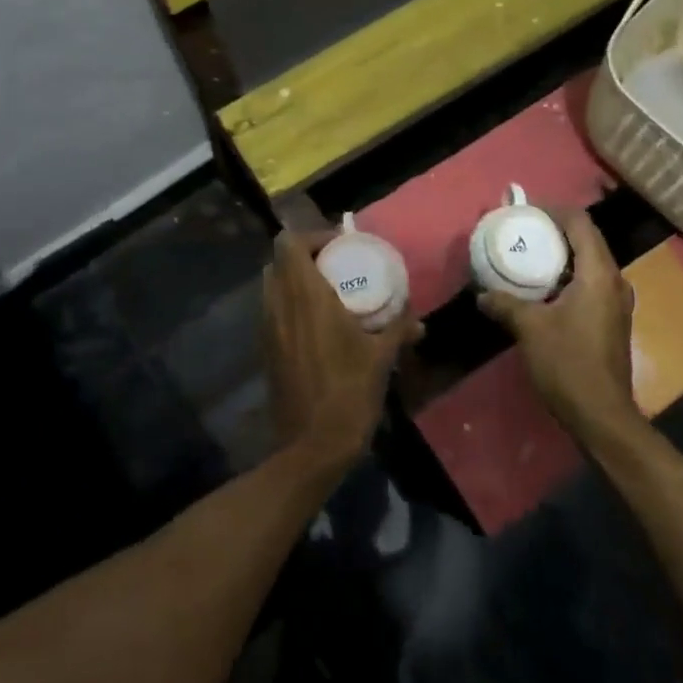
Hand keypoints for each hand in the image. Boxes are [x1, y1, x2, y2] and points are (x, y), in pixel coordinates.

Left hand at [262, 230, 422, 473]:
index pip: (289, 242)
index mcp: (305, 295)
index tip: (341, 247)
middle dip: (304, 257)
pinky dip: (289, 306)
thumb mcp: (380, 358)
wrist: (312, 445)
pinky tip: (316, 326)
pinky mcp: (265, 349)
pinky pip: (272, 311)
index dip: (312, 237)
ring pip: (272, 286)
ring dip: (295, 281)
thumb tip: (417, 320)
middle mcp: (279, 304)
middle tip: (335, 268)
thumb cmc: (349, 393)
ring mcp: (267, 327)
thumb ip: (398, 329)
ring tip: (327, 295)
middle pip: (278, 261)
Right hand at [477, 209, 641, 444]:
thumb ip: (505, 304)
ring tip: (529, 255)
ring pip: (589, 263)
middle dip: (555, 231)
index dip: (554, 210)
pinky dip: (567, 276)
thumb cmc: (568, 363)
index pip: (581, 224)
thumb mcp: (529, 329)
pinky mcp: (611, 321)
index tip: (526, 211)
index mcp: (599, 274)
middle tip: (523, 231)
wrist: (602, 416)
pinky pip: (590, 284)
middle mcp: (614, 282)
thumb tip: (482, 294)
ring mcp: (616, 303)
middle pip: (587, 240)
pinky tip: (542, 289)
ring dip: (561, 255)